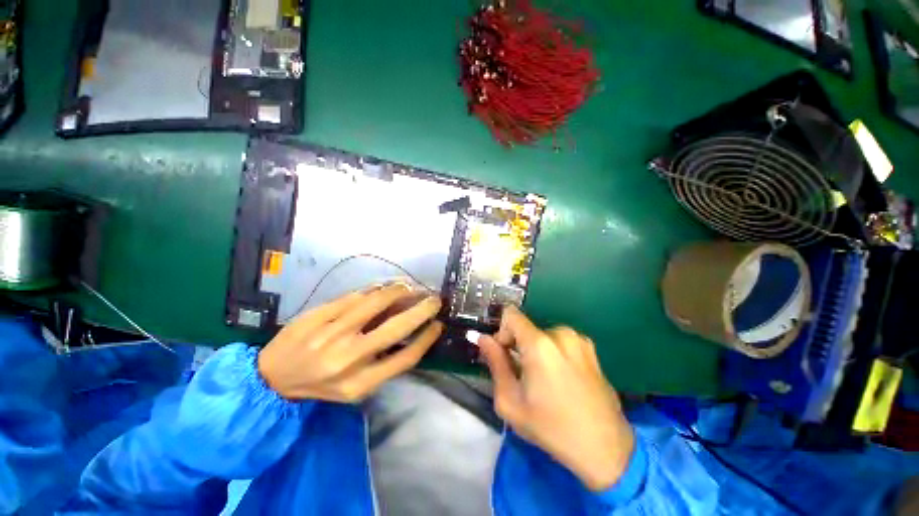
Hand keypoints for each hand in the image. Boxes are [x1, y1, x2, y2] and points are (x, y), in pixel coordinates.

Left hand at [258, 283, 443, 401]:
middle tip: (435, 299)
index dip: (427, 338)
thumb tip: (412, 329)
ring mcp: (332, 333)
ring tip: (410, 287)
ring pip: (378, 302)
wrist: (271, 377)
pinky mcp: (319, 314)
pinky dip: (377, 289)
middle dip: (422, 309)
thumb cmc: (321, 385)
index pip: (406, 358)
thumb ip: (384, 361)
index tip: (438, 324)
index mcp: (360, 383)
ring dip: (401, 291)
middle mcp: (348, 358)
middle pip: (397, 327)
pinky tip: (385, 286)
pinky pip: (357, 296)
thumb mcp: (355, 386)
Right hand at [478, 307, 634, 490]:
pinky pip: (560, 341)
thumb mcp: (511, 401)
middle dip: (518, 345)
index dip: (501, 331)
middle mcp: (561, 333)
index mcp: (540, 344)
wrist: (605, 448)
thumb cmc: (551, 427)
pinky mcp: (591, 349)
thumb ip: (495, 363)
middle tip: (522, 375)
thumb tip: (483, 338)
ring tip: (544, 380)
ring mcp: (579, 340)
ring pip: (542, 335)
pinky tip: (562, 379)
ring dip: (536, 350)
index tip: (505, 355)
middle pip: (526, 327)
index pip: (510, 314)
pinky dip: (553, 353)